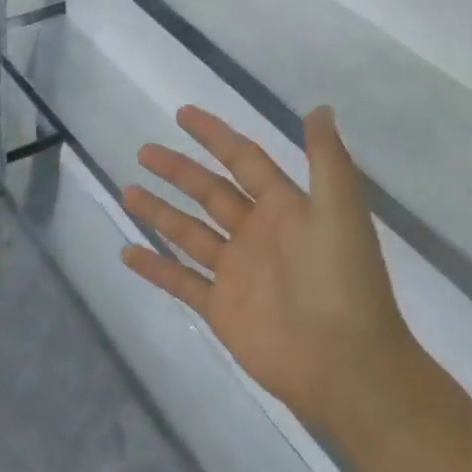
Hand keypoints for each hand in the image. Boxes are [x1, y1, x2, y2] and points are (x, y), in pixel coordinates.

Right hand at [120, 106, 412, 434]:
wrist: (344, 363)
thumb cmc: (342, 282)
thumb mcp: (340, 213)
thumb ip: (327, 160)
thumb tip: (319, 108)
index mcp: (285, 208)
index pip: (244, 161)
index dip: (215, 136)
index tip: (182, 115)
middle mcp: (257, 234)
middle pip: (210, 192)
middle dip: (178, 171)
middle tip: (144, 152)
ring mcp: (236, 272)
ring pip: (189, 232)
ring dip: (159, 212)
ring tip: (127, 192)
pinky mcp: (220, 307)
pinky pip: (181, 281)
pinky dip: (154, 268)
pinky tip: (127, 253)